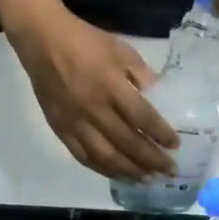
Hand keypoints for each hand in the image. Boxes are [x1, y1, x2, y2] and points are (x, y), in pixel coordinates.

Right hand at [10, 8, 177, 179]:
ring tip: (146, 178)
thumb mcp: (121, 50)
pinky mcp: (60, 129)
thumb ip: (142, 74)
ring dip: (129, 170)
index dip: (160, 134)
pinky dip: (102, 168)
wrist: (43, 41)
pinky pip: (82, 156)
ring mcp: (75, 122)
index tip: (175, 145)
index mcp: (111, 86)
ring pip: (105, 156)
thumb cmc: (86, 42)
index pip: (142, 117)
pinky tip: (117, 173)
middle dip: (151, 159)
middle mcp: (94, 109)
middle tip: (168, 171)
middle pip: (127, 142)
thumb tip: (161, 95)